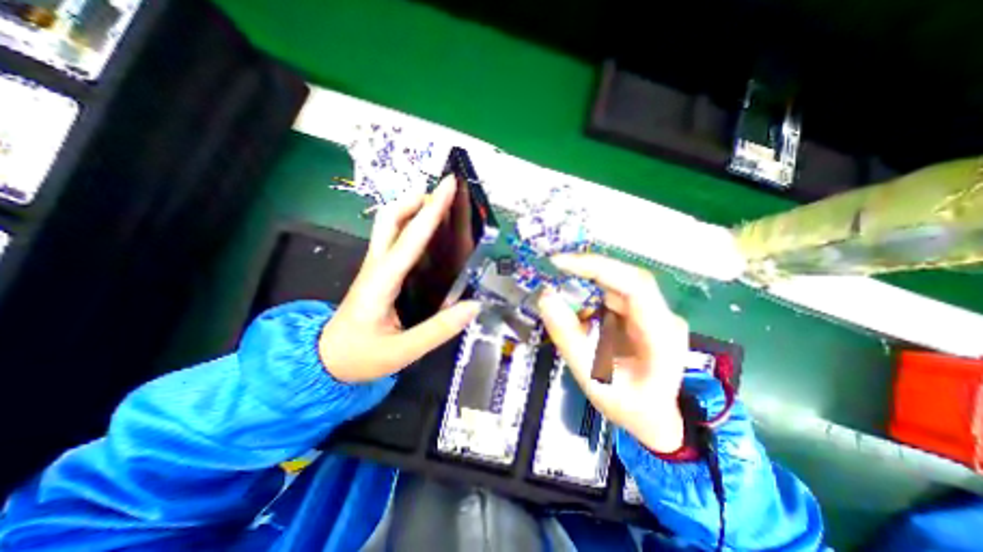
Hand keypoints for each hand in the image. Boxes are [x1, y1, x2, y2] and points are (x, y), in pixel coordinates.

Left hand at [318, 177, 479, 382]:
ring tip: (439, 207)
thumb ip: (439, 330)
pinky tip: (429, 234)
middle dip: (416, 200)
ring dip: (412, 208)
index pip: (410, 238)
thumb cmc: (360, 356)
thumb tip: (474, 306)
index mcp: (382, 281)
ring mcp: (375, 266)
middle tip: (443, 196)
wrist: (326, 360)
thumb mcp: (402, 351)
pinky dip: (410, 225)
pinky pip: (394, 238)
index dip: (432, 210)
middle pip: (389, 218)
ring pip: (389, 224)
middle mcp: (376, 265)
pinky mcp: (379, 271)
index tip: (448, 185)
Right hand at [538, 256, 688, 451]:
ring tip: (564, 300)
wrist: (654, 418)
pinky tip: (582, 317)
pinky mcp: (641, 314)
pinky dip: (591, 299)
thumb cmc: (628, 405)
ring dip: (587, 286)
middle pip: (625, 278)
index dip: (598, 267)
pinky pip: (613, 295)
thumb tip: (546, 297)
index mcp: (661, 334)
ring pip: (617, 284)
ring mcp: (653, 313)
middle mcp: (663, 316)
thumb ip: (568, 337)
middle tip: (553, 271)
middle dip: (586, 272)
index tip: (561, 263)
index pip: (635, 284)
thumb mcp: (592, 378)